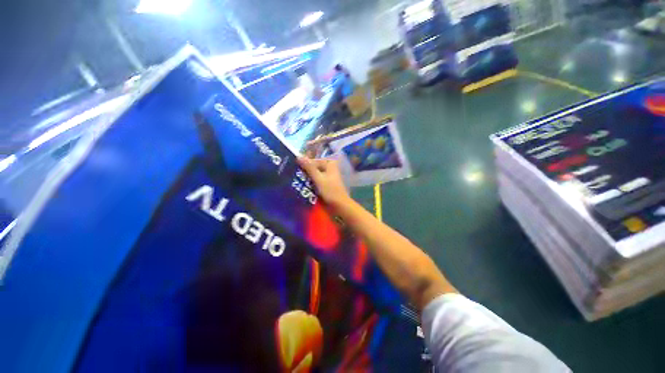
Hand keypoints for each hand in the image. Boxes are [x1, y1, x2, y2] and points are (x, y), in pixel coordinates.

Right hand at [297, 157, 350, 209]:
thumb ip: (309, 167)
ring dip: (306, 178)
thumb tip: (299, 156)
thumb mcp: (318, 178)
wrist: (339, 206)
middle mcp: (328, 168)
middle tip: (292, 175)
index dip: (303, 164)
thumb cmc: (330, 191)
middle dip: (304, 171)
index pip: (312, 160)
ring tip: (294, 181)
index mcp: (329, 163)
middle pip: (313, 167)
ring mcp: (327, 176)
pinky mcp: (325, 184)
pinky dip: (309, 183)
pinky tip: (300, 186)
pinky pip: (315, 181)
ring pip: (313, 174)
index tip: (292, 168)